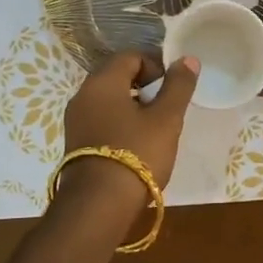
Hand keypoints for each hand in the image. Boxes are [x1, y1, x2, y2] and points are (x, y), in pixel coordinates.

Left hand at [59, 52, 199, 216]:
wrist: (98, 207)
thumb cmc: (137, 154)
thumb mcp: (166, 119)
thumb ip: (178, 86)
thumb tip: (187, 59)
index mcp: (103, 82)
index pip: (131, 56)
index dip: (156, 67)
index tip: (172, 90)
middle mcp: (83, 95)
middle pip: (118, 77)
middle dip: (145, 88)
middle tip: (166, 111)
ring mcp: (75, 120)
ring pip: (109, 100)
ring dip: (133, 108)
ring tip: (154, 132)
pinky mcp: (75, 143)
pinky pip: (101, 120)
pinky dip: (119, 125)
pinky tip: (135, 147)